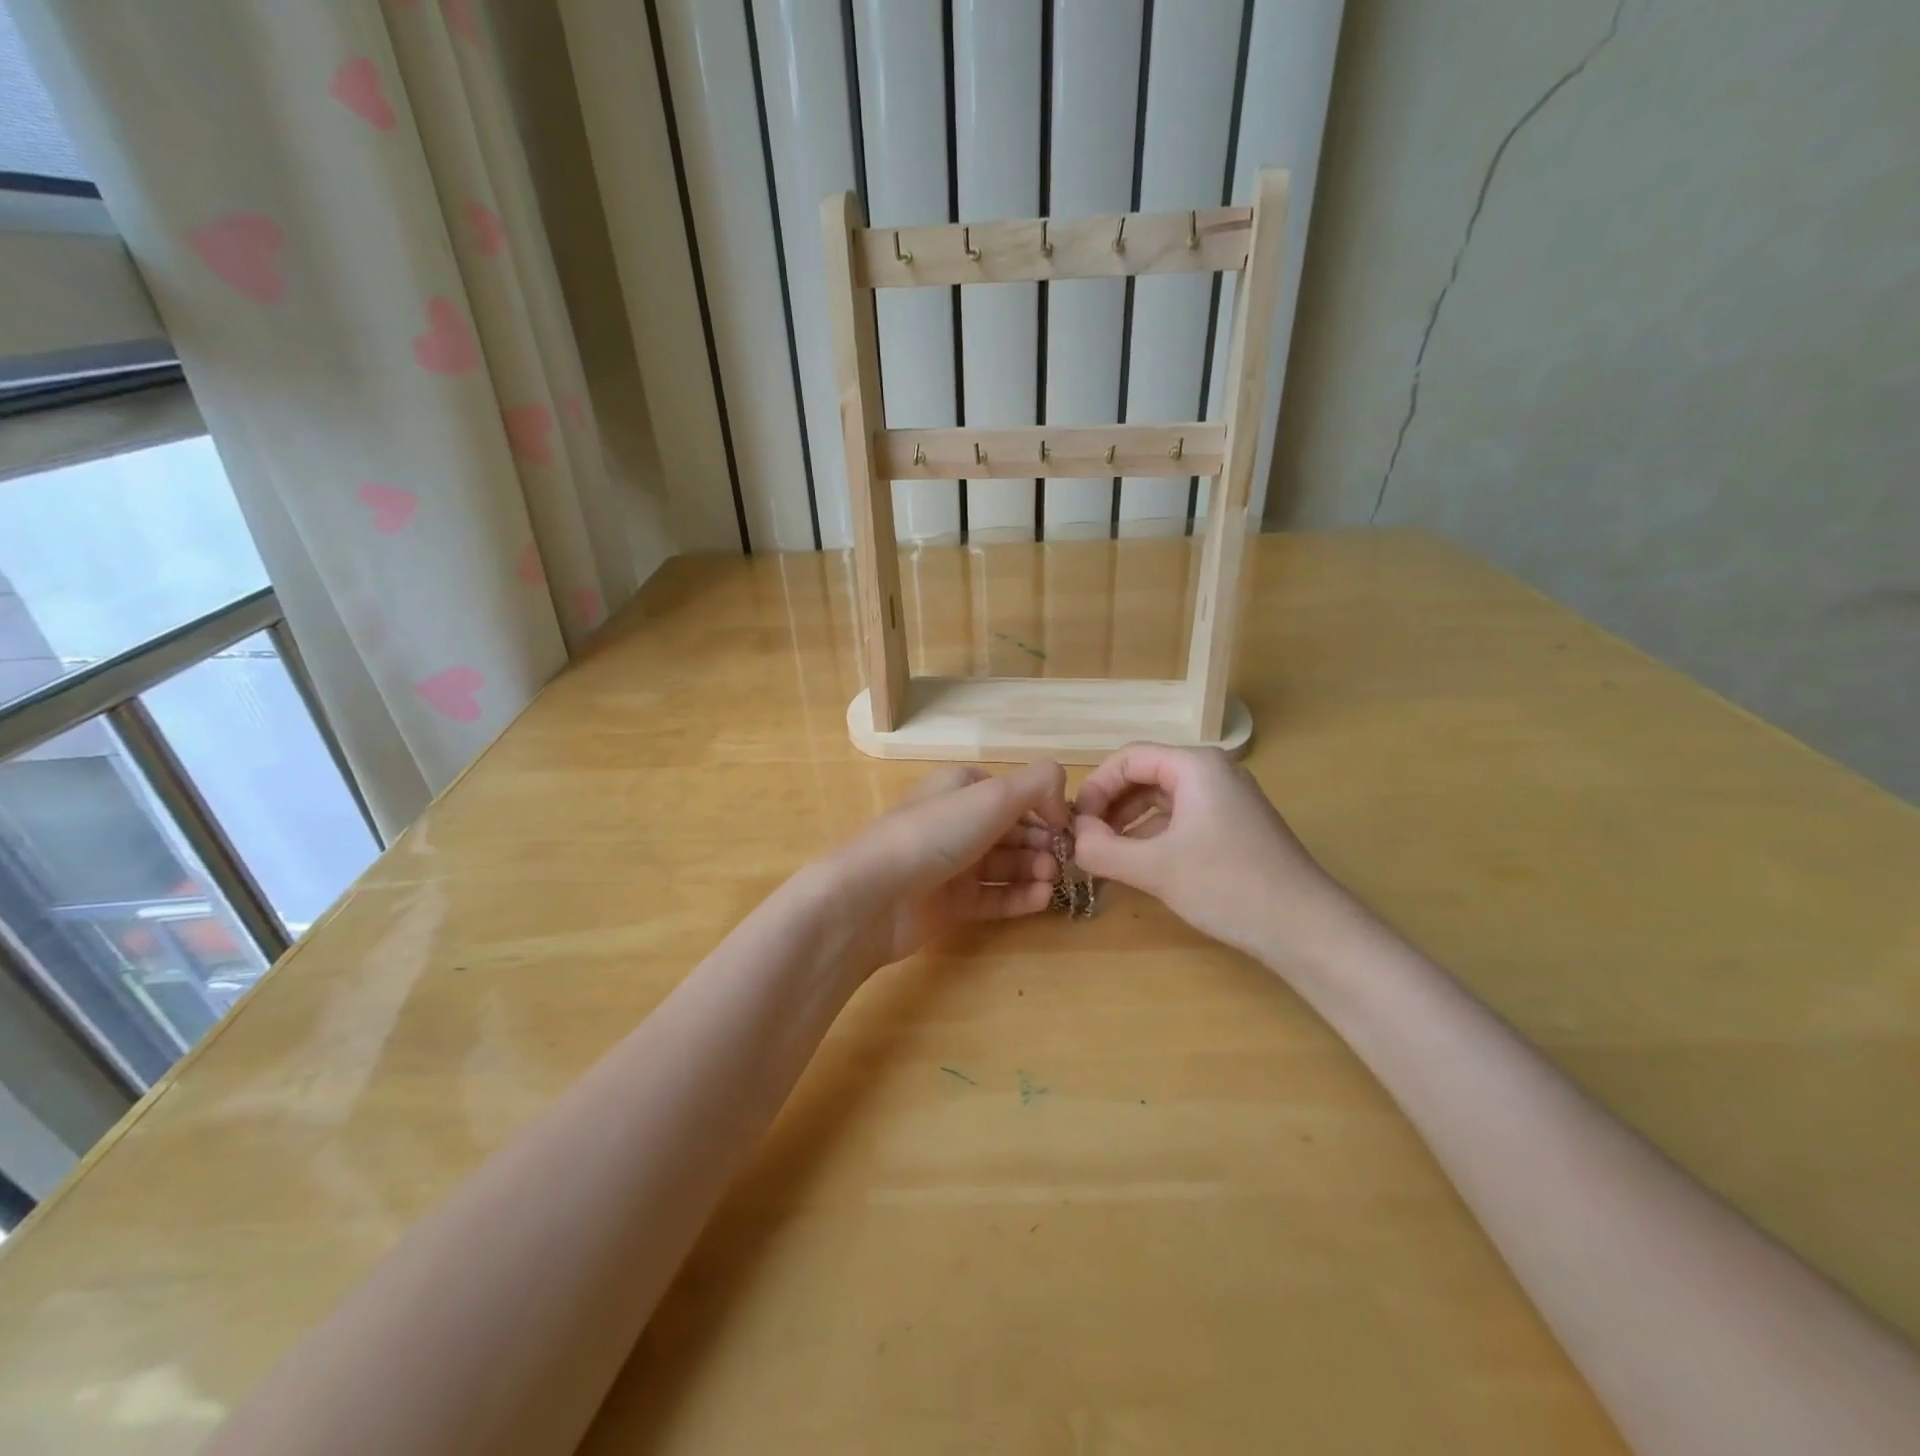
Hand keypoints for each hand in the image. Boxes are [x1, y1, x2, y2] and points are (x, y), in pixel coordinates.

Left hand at [825, 760, 1070, 974]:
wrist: (875, 895)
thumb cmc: (935, 833)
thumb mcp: (993, 795)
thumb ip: (1039, 785)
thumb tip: (1062, 807)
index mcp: (961, 787)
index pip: (1014, 793)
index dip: (1045, 808)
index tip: (1068, 828)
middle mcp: (958, 822)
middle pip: (1014, 830)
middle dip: (1043, 843)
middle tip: (1063, 861)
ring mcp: (953, 864)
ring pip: (1007, 865)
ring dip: (1035, 870)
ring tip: (1052, 882)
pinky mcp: (951, 904)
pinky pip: (995, 898)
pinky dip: (1020, 897)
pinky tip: (1042, 900)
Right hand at [1071, 744, 1353, 960]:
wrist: (1306, 928)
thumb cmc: (1228, 886)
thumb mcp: (1155, 868)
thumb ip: (1102, 850)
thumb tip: (1073, 839)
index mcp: (1195, 766)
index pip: (1128, 758)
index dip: (1095, 787)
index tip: (1075, 824)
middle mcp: (1212, 772)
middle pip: (1144, 775)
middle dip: (1110, 806)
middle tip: (1086, 841)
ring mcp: (1227, 800)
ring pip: (1161, 799)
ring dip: (1128, 823)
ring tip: (1106, 855)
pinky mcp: (1234, 827)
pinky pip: (1181, 819)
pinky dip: (1153, 836)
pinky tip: (1139, 864)